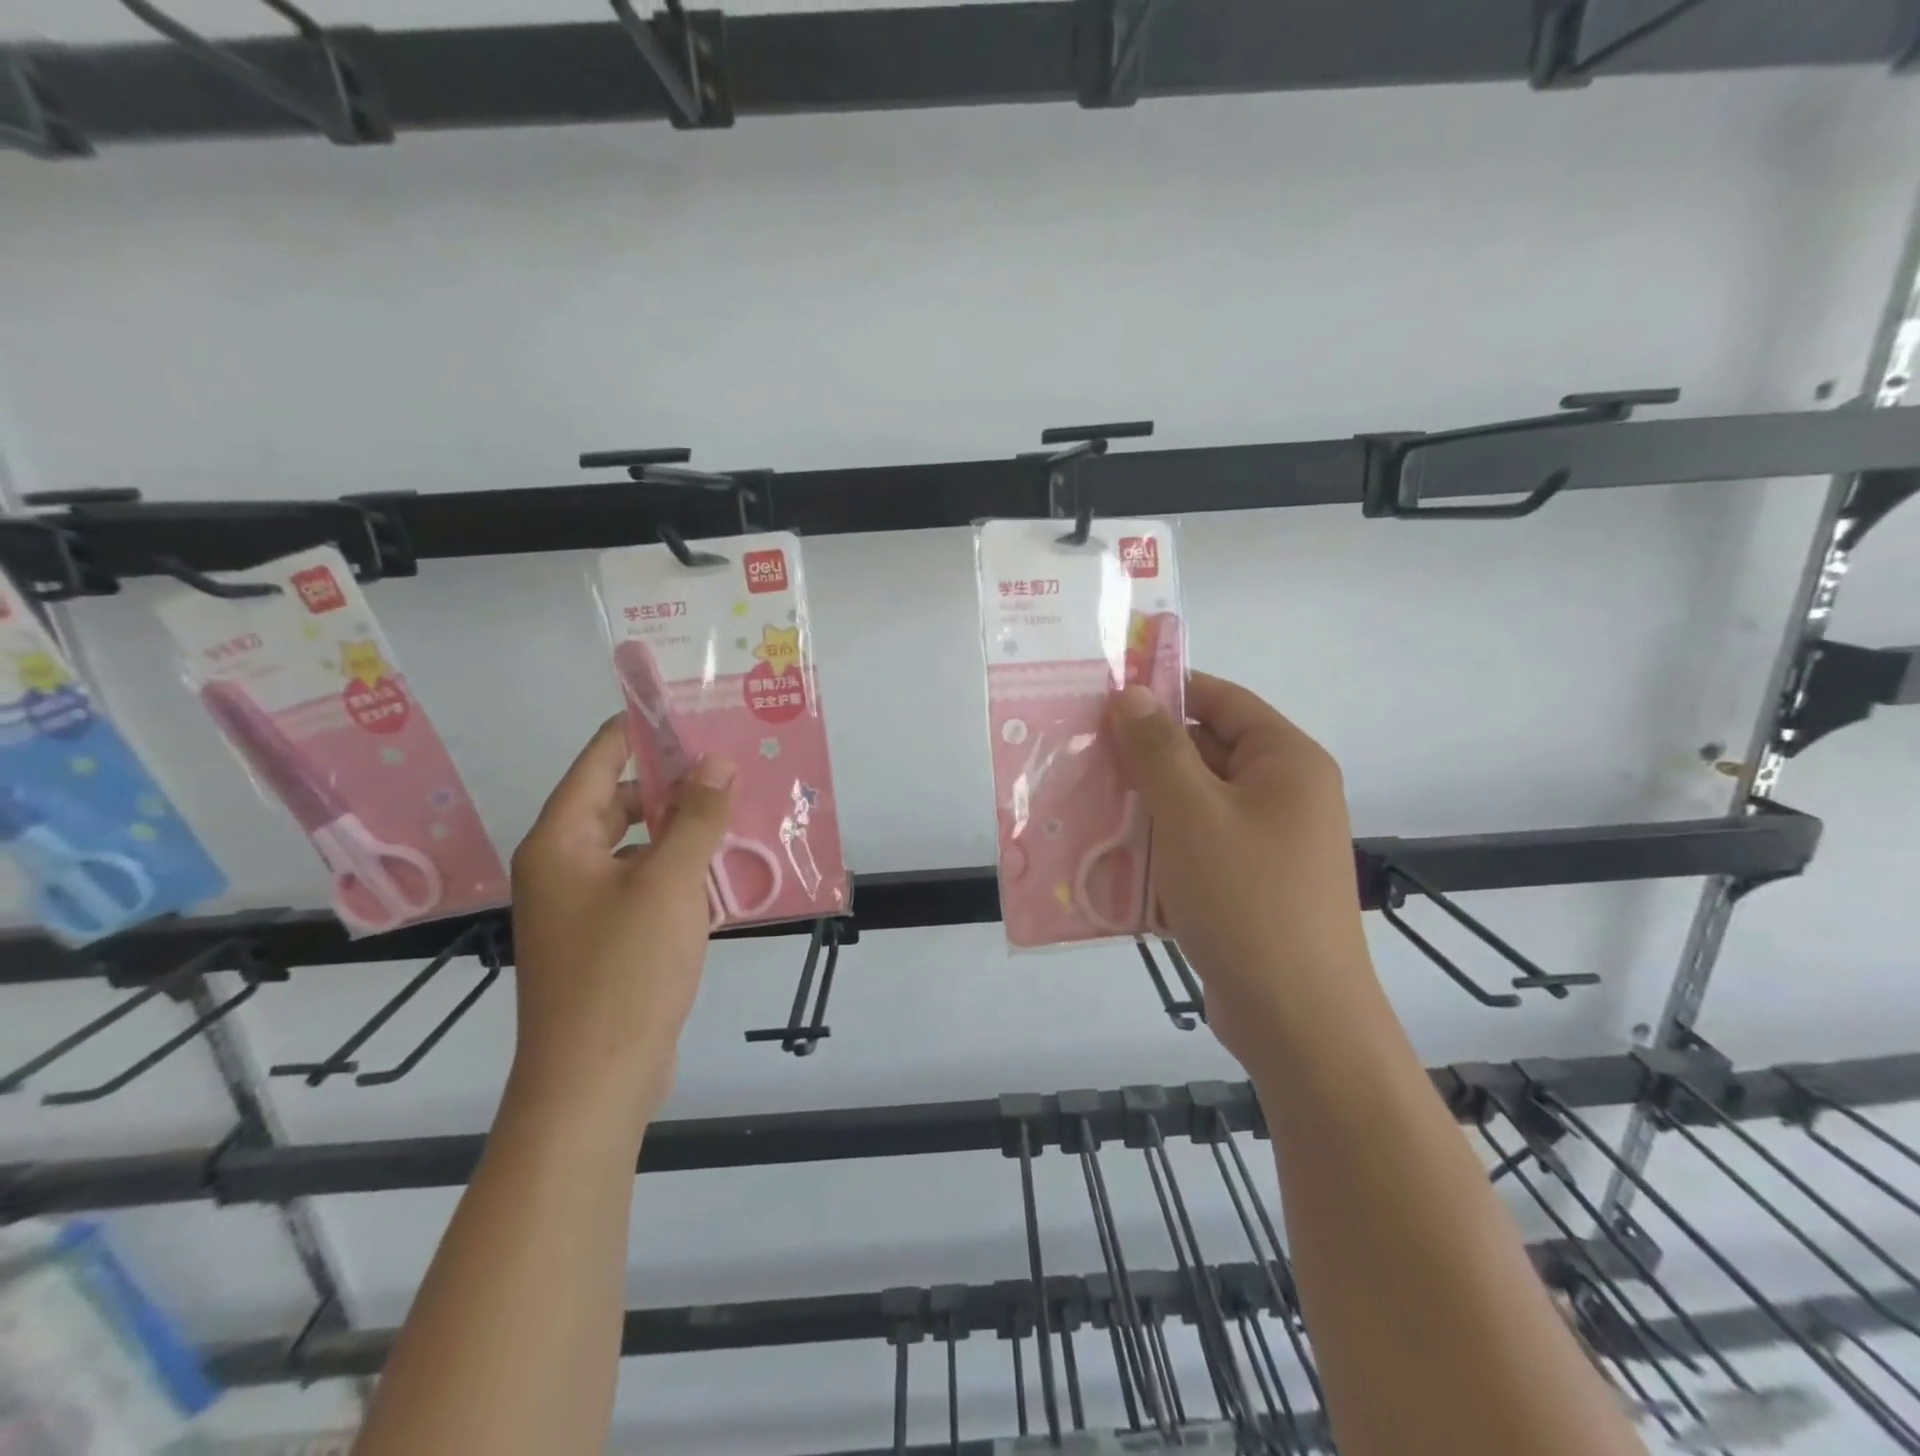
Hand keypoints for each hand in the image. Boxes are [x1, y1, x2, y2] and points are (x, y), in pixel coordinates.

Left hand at [508, 717, 734, 1122]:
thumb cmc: (624, 971)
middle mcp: (562, 866)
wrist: (593, 1083)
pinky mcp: (604, 939)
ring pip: (635, 846)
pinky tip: (723, 874)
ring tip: (736, 815)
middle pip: (618, 802)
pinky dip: (678, 872)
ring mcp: (581, 906)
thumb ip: (695, 818)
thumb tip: (715, 763)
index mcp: (560, 841)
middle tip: (729, 769)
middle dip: (673, 784)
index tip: (692, 712)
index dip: (642, 731)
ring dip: (681, 831)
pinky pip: (643, 885)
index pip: (600, 761)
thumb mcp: (669, 884)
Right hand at [1110, 672, 1373, 1068]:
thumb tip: (1132, 693)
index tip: (1105, 696)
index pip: (1222, 700)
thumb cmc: (1247, 900)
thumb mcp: (1192, 813)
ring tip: (1084, 800)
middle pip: (1205, 751)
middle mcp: (1283, 794)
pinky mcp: (1247, 884)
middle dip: (1144, 753)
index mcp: (1286, 762)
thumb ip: (1158, 748)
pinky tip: (1110, 853)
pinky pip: (1195, 845)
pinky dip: (1157, 844)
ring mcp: (1266, 843)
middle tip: (1081, 752)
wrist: (1298, 1021)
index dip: (1165, 690)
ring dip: (1143, 802)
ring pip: (1194, 802)